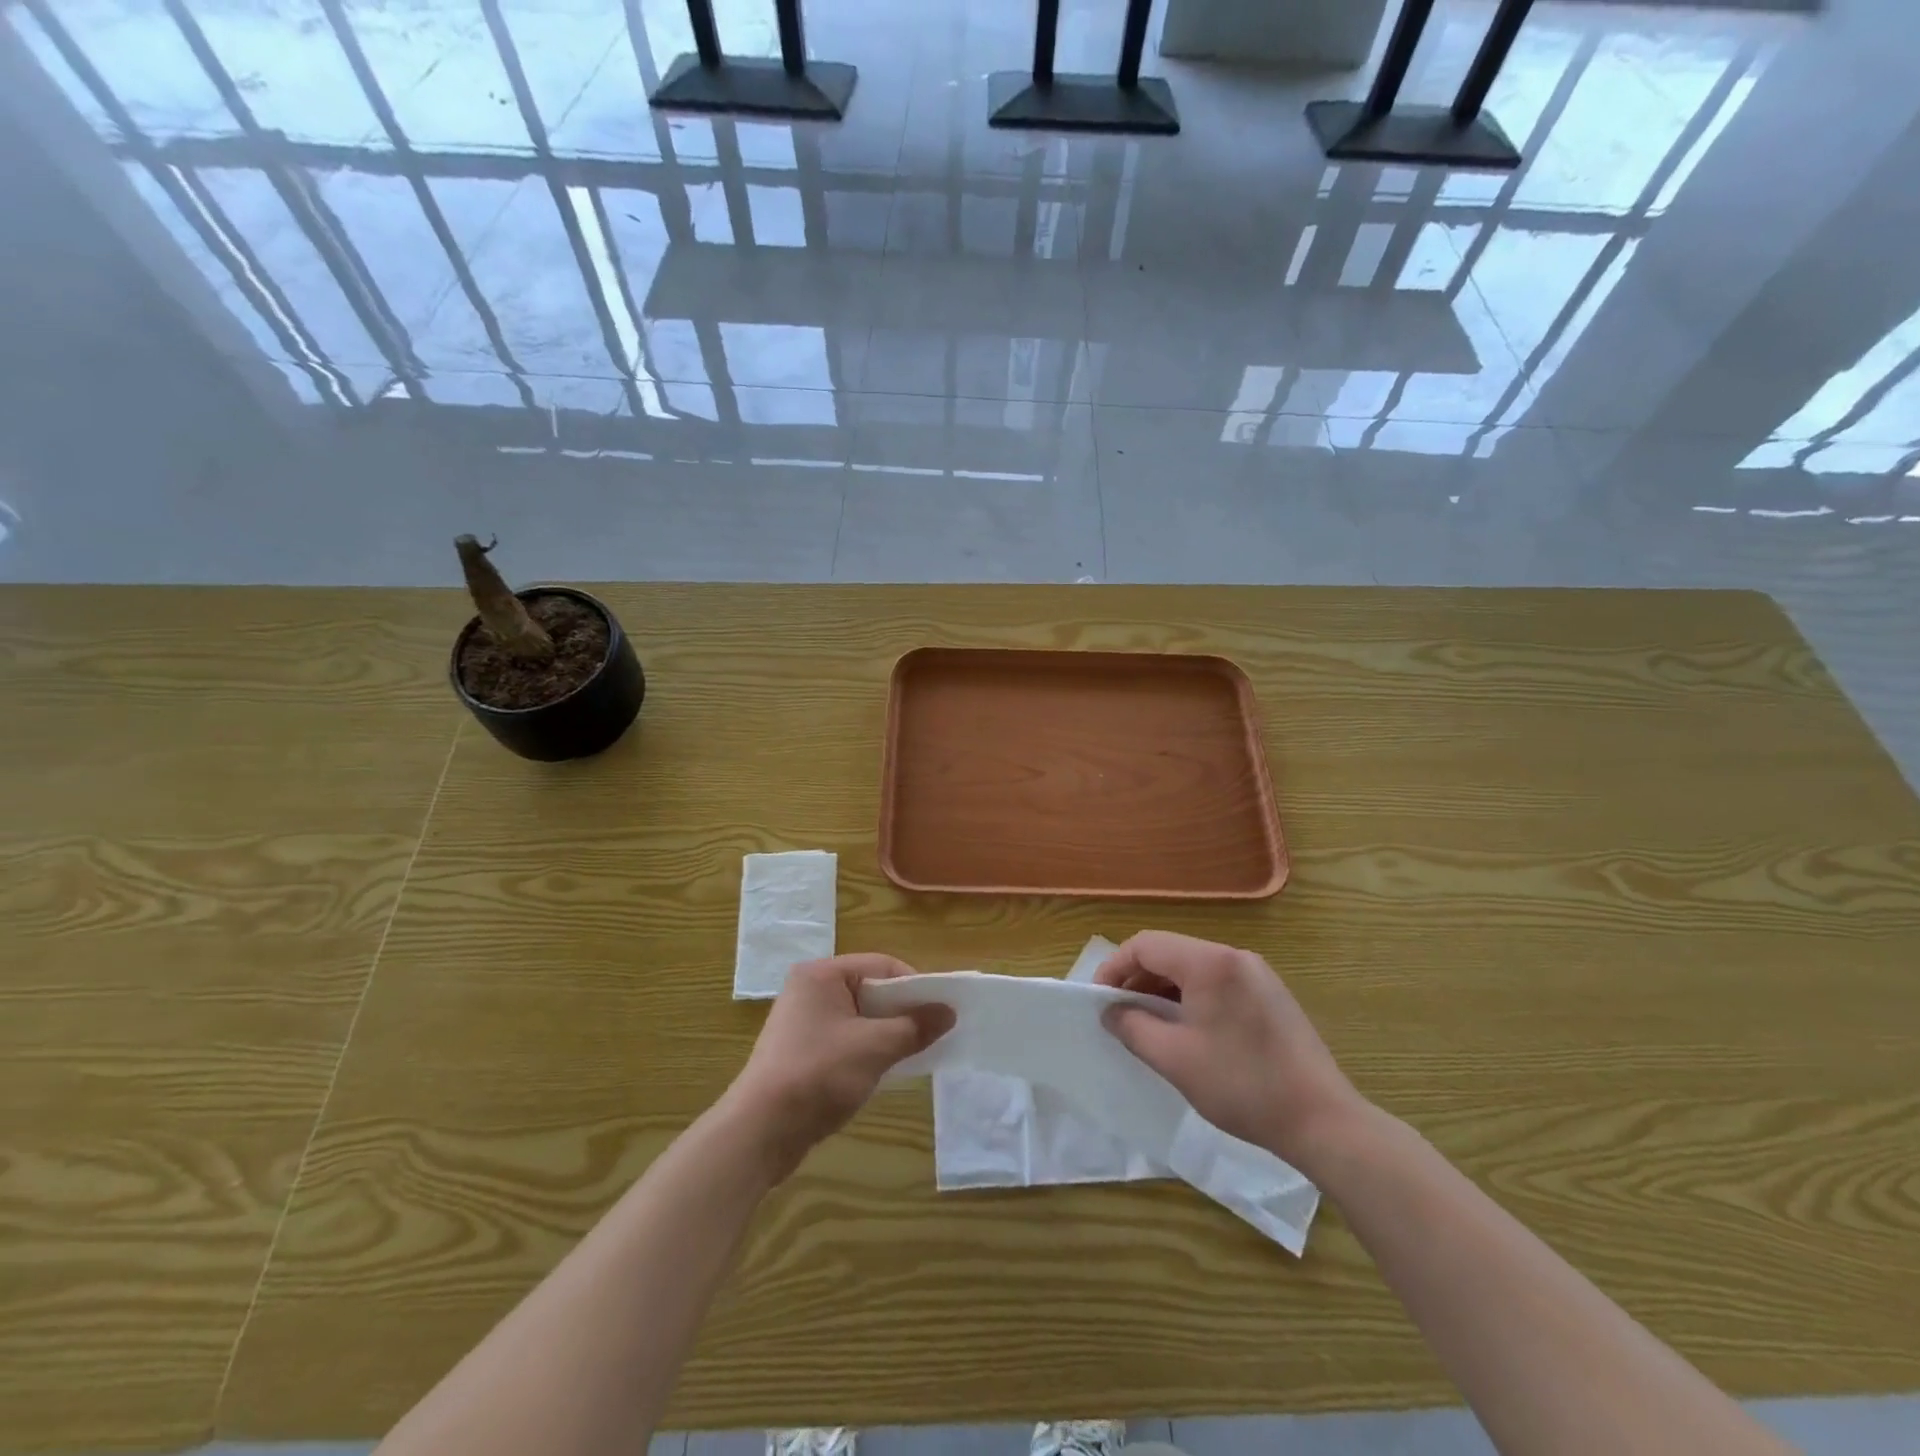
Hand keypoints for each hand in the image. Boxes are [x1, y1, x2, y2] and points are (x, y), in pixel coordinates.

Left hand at [723, 955, 952, 1180]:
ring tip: (914, 1053)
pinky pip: (846, 1038)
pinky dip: (868, 1049)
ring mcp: (803, 1021)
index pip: (881, 966)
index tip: (942, 1011)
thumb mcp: (874, 1048)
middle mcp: (810, 989)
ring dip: (887, 1033)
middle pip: (871, 990)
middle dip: (902, 1011)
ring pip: (860, 1017)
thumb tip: (949, 1012)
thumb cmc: (818, 1075)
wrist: (760, 1131)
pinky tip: (884, 1070)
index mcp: (822, 974)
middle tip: (933, 1033)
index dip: (915, 986)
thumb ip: (914, 1027)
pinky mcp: (801, 1050)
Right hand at [1095, 931, 1363, 1170]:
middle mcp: (1233, 956)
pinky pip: (1216, 982)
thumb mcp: (1174, 1058)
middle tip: (1119, 1015)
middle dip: (1137, 979)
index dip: (1114, 968)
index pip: (1145, 945)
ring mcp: (1256, 974)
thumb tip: (1111, 1012)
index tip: (1098, 1001)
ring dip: (1163, 990)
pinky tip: (1186, 1030)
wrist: (1323, 1120)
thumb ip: (1133, 1027)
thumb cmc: (1242, 1085)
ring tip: (1148, 1025)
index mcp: (1209, 962)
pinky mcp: (1270, 995)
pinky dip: (1191, 998)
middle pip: (1169, 952)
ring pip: (1193, 968)